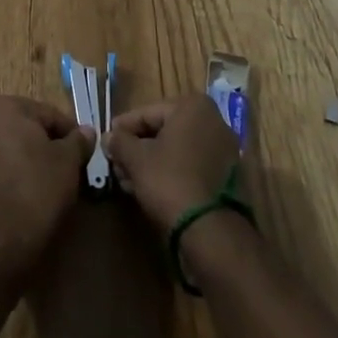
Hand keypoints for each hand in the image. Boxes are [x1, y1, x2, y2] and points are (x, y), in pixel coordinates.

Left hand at [0, 95, 95, 272]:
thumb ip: (78, 141)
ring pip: (12, 147)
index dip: (71, 134)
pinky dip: (15, 173)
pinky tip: (30, 193)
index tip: (84, 154)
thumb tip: (86, 131)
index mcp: (5, 106)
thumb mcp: (68, 161)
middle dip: (49, 145)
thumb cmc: (37, 189)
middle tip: (70, 169)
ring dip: (32, 159)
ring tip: (52, 183)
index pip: (49, 114)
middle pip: (28, 128)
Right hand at [103, 94, 240, 233]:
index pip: (147, 113)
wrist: (210, 230)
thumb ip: (119, 142)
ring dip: (152, 162)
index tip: (107, 141)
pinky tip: (150, 188)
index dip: (123, 128)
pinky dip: (171, 172)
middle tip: (116, 164)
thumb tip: (109, 137)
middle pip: (164, 131)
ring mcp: (225, 150)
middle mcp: (214, 120)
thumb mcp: (136, 158)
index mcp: (193, 106)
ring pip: (178, 150)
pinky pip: (192, 166)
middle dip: (138, 148)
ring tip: (128, 180)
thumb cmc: (169, 180)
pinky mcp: (229, 176)